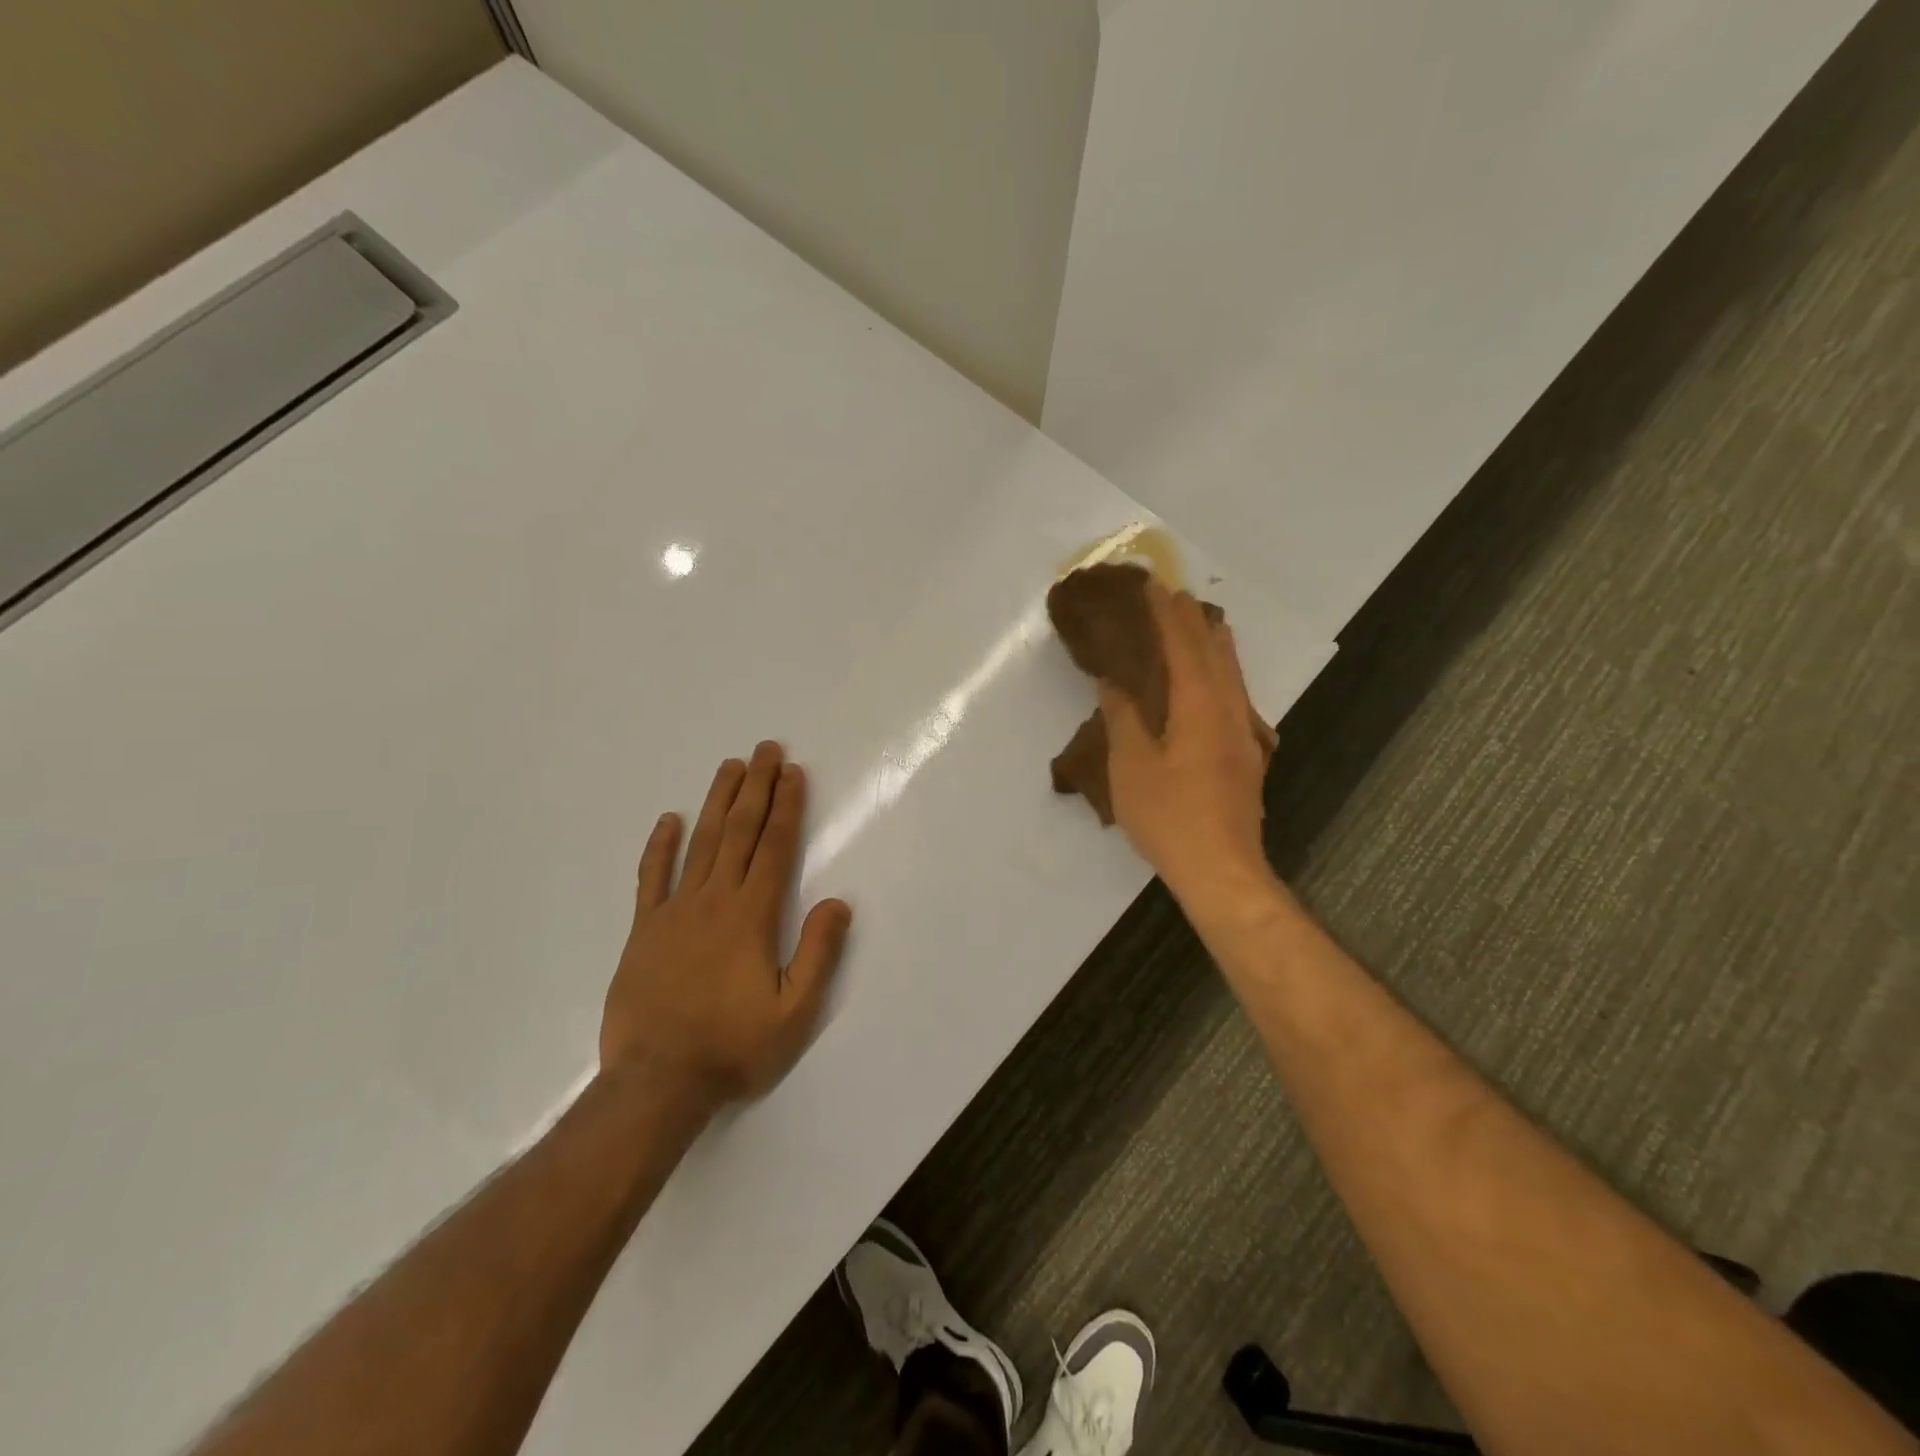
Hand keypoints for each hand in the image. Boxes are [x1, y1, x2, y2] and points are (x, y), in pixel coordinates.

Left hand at [601, 742, 851, 1104]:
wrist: (656, 1083)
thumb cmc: (733, 1047)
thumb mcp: (794, 1012)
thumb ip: (818, 954)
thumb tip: (837, 902)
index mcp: (752, 916)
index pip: (775, 847)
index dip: (787, 807)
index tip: (793, 773)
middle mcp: (714, 901)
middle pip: (739, 832)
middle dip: (757, 788)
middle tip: (766, 750)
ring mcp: (674, 912)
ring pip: (700, 843)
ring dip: (717, 802)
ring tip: (731, 767)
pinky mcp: (644, 930)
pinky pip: (651, 878)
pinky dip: (660, 846)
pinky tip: (669, 819)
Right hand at [1100, 582, 1278, 911]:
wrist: (1221, 868)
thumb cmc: (1169, 816)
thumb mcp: (1130, 767)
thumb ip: (1123, 718)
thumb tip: (1114, 681)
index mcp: (1198, 707)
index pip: (1183, 647)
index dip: (1166, 616)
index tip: (1153, 586)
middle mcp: (1228, 711)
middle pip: (1215, 653)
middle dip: (1193, 621)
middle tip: (1175, 596)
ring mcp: (1242, 734)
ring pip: (1231, 675)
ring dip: (1213, 644)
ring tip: (1200, 623)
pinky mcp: (1245, 756)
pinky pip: (1234, 696)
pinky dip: (1220, 673)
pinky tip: (1213, 682)